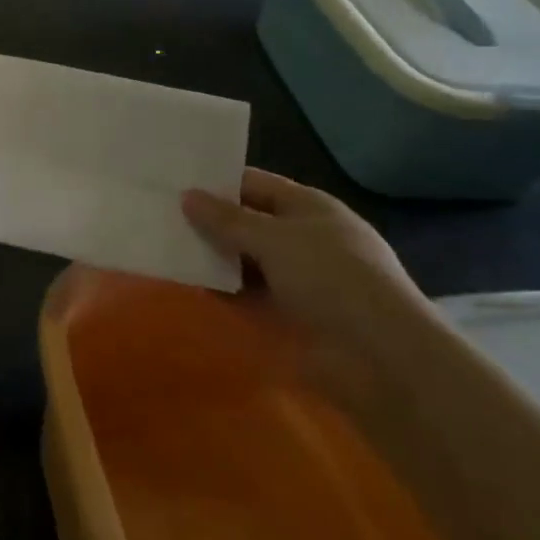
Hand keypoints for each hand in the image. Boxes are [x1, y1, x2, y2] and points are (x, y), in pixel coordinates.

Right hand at [181, 167, 430, 347]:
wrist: (381, 357)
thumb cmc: (331, 279)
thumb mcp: (275, 239)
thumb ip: (227, 219)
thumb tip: (187, 196)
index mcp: (308, 207)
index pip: (254, 184)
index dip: (216, 182)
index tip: (173, 182)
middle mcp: (302, 238)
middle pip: (246, 222)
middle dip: (208, 221)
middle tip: (158, 215)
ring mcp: (296, 278)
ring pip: (243, 260)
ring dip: (211, 257)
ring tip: (163, 247)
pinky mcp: (288, 315)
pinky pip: (245, 295)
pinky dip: (221, 290)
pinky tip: (188, 285)